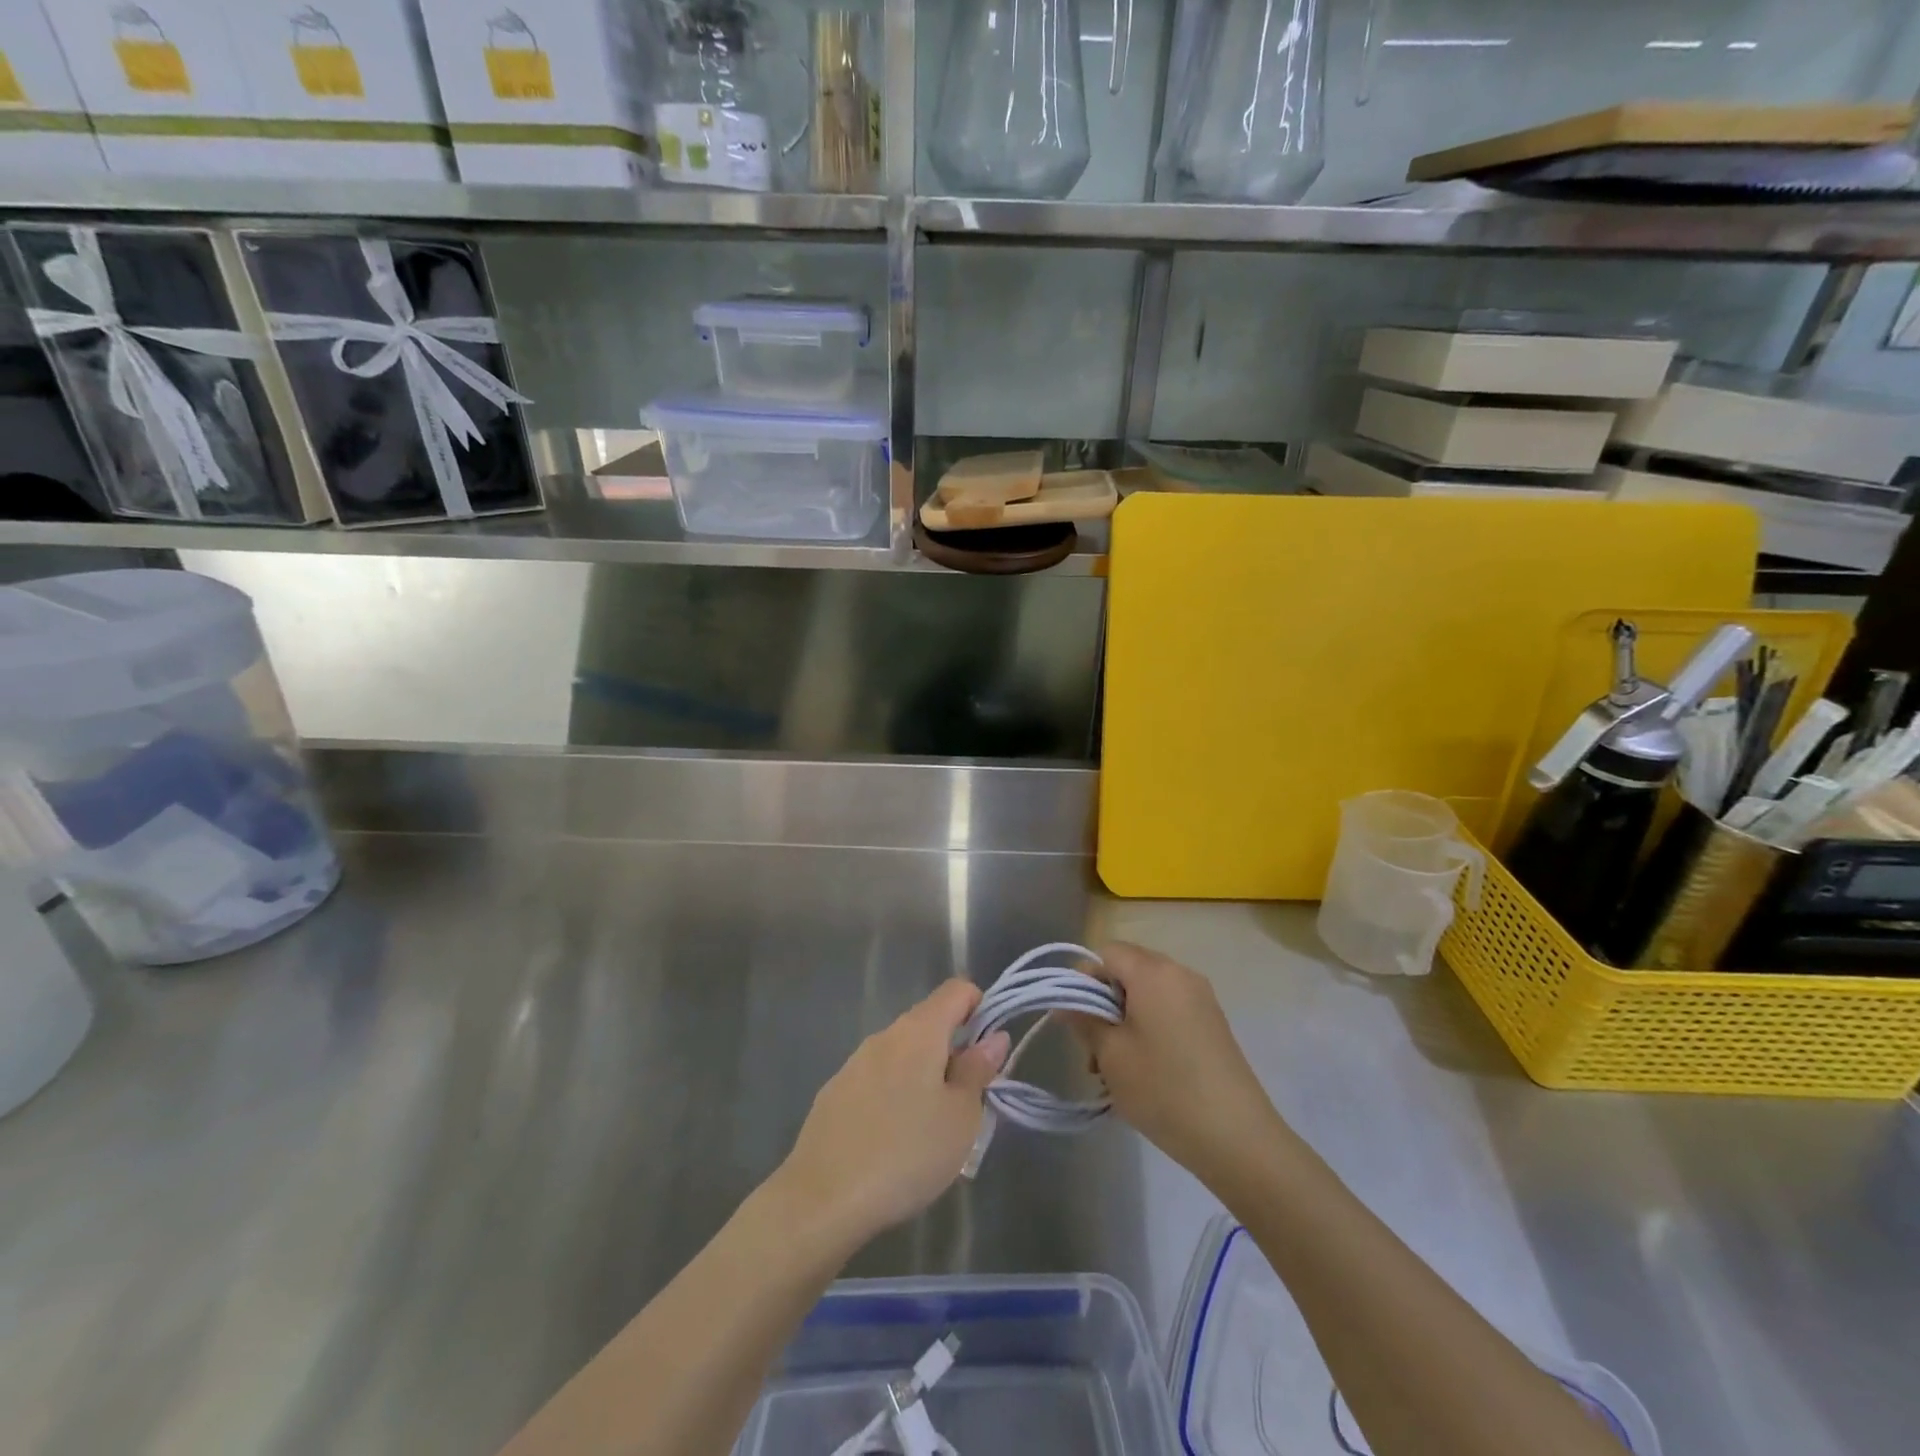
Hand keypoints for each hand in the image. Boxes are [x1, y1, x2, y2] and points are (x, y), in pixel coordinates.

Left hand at [773, 980, 1009, 1250]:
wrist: (822, 1200)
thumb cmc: (906, 1154)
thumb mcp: (960, 1118)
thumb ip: (978, 1071)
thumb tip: (994, 1037)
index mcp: (919, 1031)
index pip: (956, 990)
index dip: (980, 1009)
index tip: (988, 1054)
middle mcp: (884, 1035)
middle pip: (929, 1023)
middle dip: (953, 1052)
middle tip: (966, 1104)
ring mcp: (854, 1063)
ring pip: (902, 1055)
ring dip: (923, 1077)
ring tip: (931, 1131)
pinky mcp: (834, 1093)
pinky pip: (877, 1080)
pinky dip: (894, 1096)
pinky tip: (893, 1142)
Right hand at [1073, 942, 1286, 1189]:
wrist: (1237, 1137)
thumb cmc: (1164, 1088)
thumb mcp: (1112, 1055)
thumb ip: (1084, 1020)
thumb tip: (1066, 1003)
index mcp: (1153, 972)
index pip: (1106, 953)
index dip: (1084, 979)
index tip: (1076, 1019)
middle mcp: (1180, 974)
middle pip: (1128, 971)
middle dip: (1103, 1004)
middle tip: (1093, 1050)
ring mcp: (1201, 999)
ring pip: (1147, 995)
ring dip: (1125, 1021)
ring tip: (1115, 1070)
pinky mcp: (1213, 1024)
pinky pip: (1169, 1011)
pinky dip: (1149, 1030)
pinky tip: (1145, 1071)